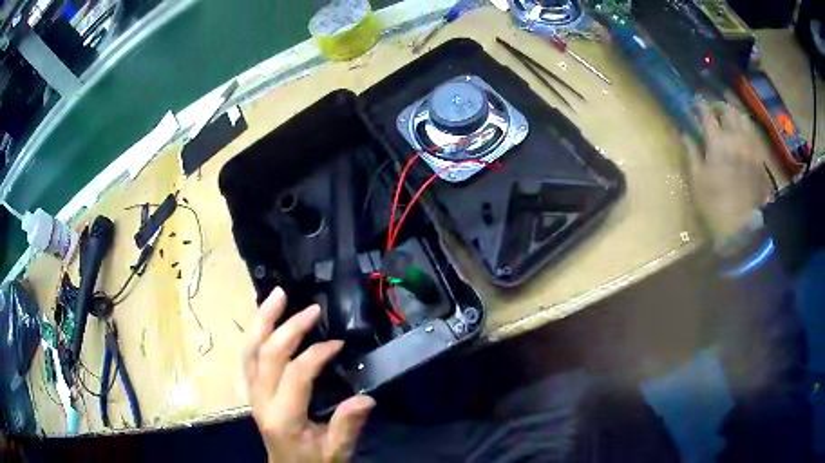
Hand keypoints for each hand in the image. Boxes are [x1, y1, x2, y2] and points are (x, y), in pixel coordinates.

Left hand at [243, 287, 374, 462]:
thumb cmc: (313, 462)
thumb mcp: (336, 451)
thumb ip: (347, 426)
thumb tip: (366, 397)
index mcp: (283, 416)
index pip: (296, 374)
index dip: (317, 353)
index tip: (338, 343)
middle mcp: (261, 401)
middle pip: (266, 354)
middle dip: (288, 327)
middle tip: (310, 308)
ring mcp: (252, 394)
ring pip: (249, 351)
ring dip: (262, 320)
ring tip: (277, 295)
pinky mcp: (252, 391)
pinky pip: (248, 357)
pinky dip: (255, 334)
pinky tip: (264, 319)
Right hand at [682, 102, 772, 246]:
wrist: (742, 228)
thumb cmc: (715, 205)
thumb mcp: (698, 180)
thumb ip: (692, 153)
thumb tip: (685, 133)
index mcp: (718, 143)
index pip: (707, 113)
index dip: (700, 104)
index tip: (695, 101)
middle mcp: (736, 139)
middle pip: (728, 110)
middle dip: (718, 105)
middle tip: (712, 108)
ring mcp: (750, 147)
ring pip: (743, 118)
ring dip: (734, 113)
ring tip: (729, 117)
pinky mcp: (759, 157)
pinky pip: (753, 133)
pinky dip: (745, 127)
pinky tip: (742, 132)